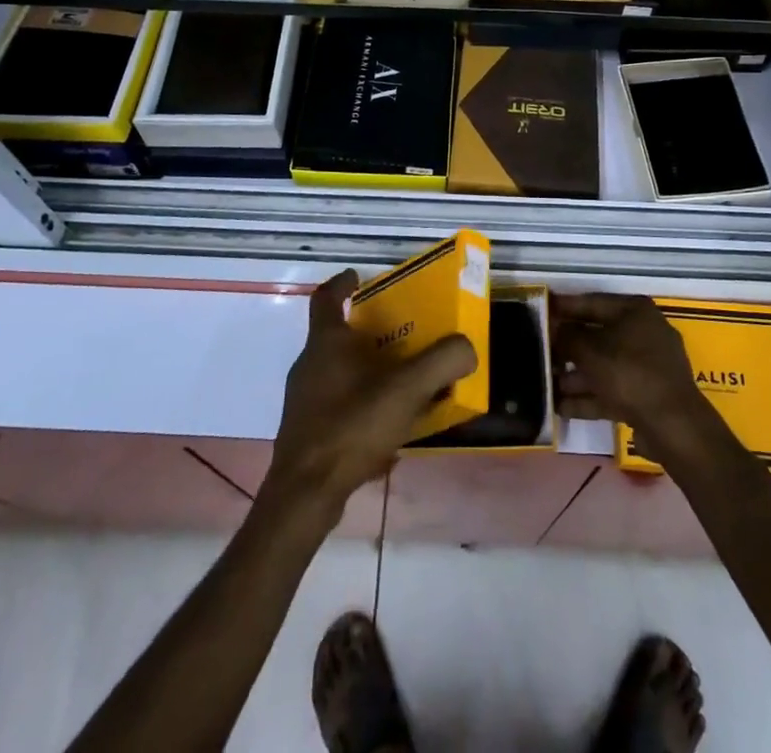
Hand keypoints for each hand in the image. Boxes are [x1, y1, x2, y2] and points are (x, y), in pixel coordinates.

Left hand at [264, 269, 476, 524]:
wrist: (305, 494)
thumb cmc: (351, 426)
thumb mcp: (406, 390)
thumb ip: (442, 362)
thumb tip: (467, 347)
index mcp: (326, 342)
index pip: (326, 297)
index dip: (342, 283)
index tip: (357, 277)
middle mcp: (309, 365)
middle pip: (335, 337)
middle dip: (366, 334)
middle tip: (399, 338)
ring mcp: (303, 401)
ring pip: (337, 375)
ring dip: (366, 375)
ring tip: (400, 388)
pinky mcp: (305, 433)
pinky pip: (338, 409)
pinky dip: (361, 410)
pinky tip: (386, 435)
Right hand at [553, 293, 712, 457]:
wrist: (672, 426)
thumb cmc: (629, 373)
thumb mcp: (590, 350)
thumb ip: (567, 336)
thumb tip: (555, 329)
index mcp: (635, 311)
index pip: (592, 302)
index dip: (564, 307)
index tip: (541, 309)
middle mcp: (643, 333)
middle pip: (597, 335)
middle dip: (567, 347)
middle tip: (538, 351)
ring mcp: (647, 366)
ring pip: (602, 366)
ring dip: (574, 376)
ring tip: (543, 384)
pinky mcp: (646, 396)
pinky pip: (611, 390)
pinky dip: (588, 397)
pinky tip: (560, 407)